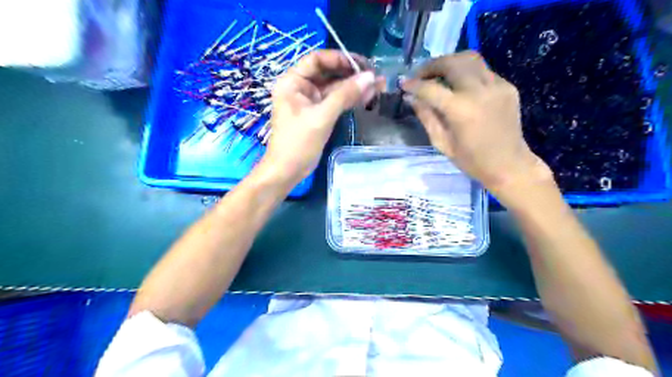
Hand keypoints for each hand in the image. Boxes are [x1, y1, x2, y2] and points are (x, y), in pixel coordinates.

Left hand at [260, 50, 379, 185]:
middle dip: (351, 74)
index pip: (317, 60)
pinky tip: (367, 97)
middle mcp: (300, 87)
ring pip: (334, 88)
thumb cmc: (298, 143)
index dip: (340, 58)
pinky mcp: (318, 114)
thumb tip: (371, 77)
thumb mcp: (321, 117)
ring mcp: (310, 101)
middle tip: (375, 76)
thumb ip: (345, 95)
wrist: (287, 171)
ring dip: (354, 87)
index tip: (362, 64)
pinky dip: (350, 99)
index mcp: (292, 82)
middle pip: (328, 73)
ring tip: (378, 86)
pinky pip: (335, 101)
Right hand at [401, 52, 553, 196]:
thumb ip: (426, 117)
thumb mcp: (442, 143)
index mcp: (460, 110)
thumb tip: (412, 98)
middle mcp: (479, 91)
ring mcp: (497, 85)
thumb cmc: (471, 160)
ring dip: (450, 62)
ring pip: (470, 59)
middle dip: (431, 65)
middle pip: (451, 63)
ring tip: (439, 74)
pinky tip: (461, 86)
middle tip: (420, 75)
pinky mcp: (507, 86)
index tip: (403, 84)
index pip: (431, 88)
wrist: (509, 164)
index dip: (414, 84)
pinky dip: (467, 73)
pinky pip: (483, 70)